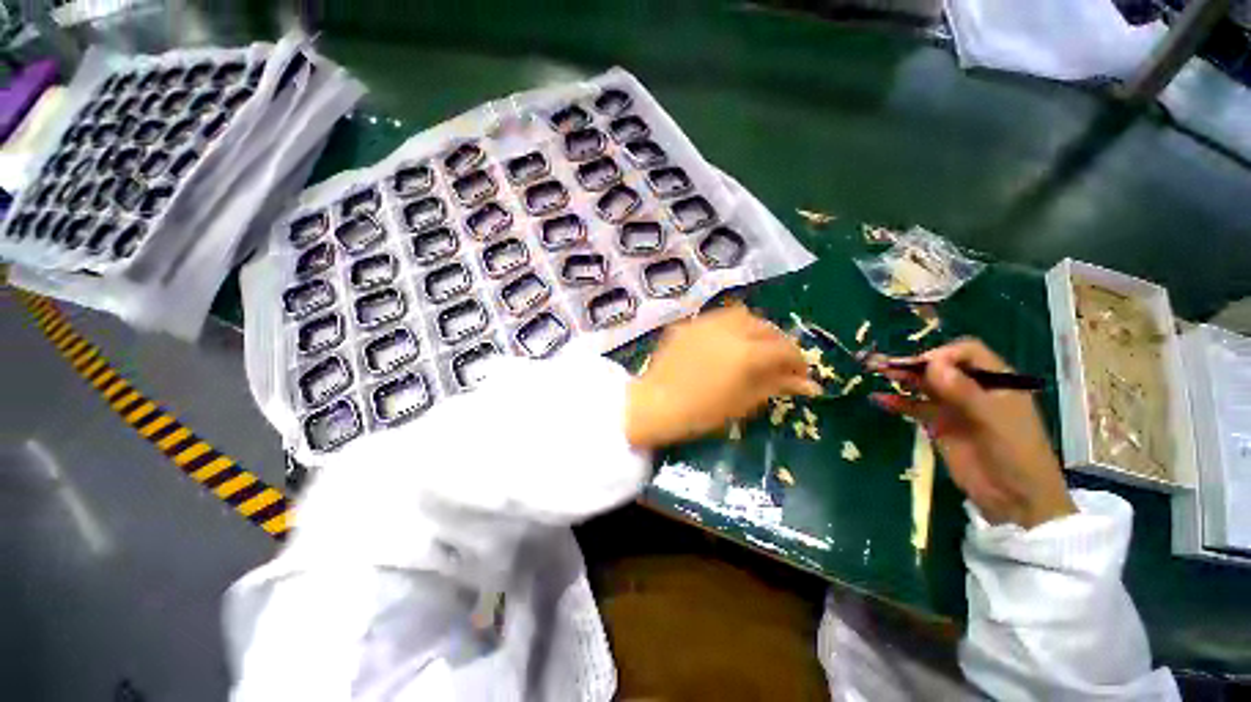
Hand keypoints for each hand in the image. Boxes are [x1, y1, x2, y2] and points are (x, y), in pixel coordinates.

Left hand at [625, 305, 821, 449]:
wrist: (655, 404)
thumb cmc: (701, 412)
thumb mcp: (743, 402)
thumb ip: (776, 385)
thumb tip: (809, 385)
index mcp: (746, 352)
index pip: (785, 349)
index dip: (798, 362)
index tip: (801, 375)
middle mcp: (729, 329)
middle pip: (766, 327)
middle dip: (778, 343)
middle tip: (778, 362)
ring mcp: (705, 323)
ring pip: (742, 315)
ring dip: (755, 329)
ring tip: (753, 347)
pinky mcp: (688, 324)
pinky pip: (716, 319)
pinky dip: (729, 328)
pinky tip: (724, 344)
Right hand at [870, 338, 1074, 528]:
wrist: (1015, 499)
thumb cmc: (1016, 454)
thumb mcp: (994, 420)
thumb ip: (964, 391)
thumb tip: (931, 363)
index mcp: (996, 381)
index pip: (966, 353)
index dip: (943, 355)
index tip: (923, 367)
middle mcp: (972, 389)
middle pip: (939, 367)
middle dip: (912, 363)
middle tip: (883, 364)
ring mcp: (954, 407)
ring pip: (924, 385)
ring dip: (901, 378)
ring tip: (876, 373)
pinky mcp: (938, 425)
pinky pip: (914, 408)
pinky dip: (897, 402)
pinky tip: (878, 400)